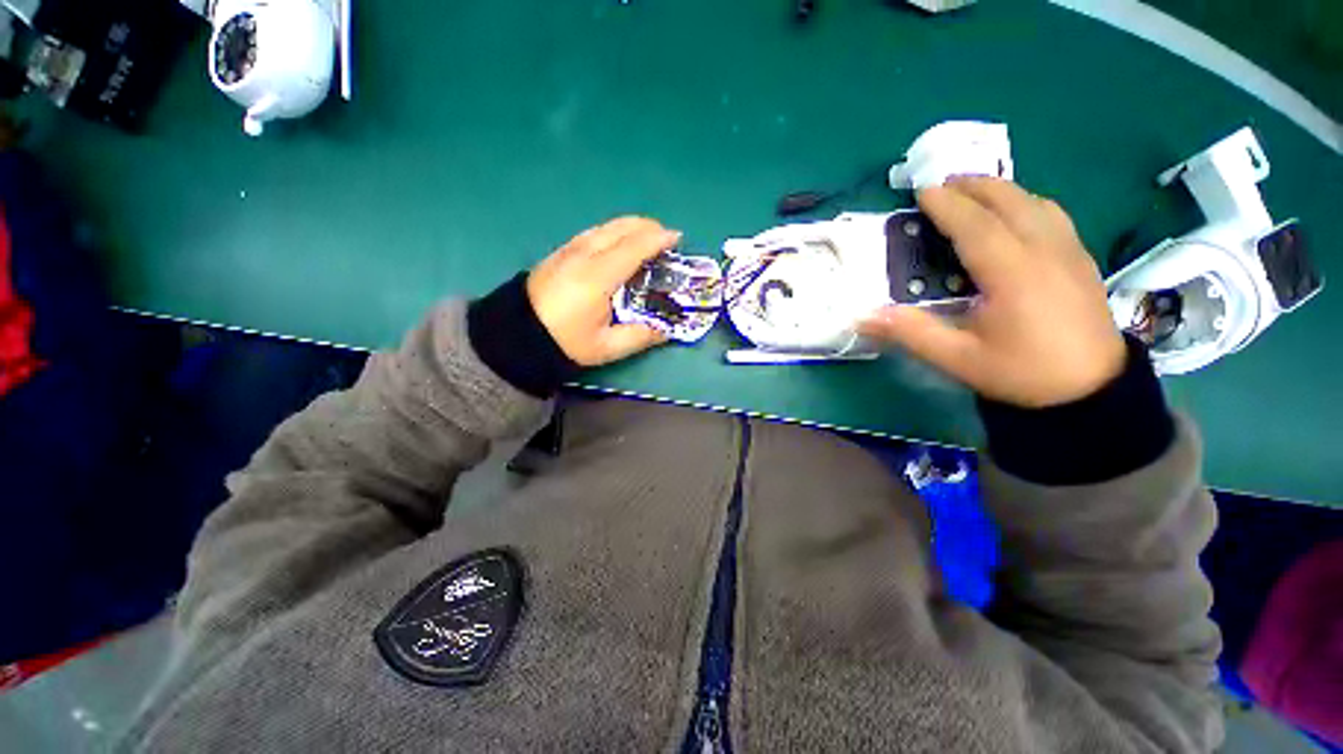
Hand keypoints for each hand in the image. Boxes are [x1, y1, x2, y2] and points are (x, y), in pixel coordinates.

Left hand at [527, 216, 679, 366]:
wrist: (516, 334)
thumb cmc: (563, 342)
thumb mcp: (606, 347)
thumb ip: (639, 337)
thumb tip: (666, 330)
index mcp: (597, 277)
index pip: (633, 248)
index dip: (657, 240)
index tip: (677, 238)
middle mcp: (584, 255)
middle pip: (620, 228)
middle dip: (647, 227)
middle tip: (666, 238)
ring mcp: (569, 250)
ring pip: (606, 226)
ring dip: (631, 226)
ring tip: (648, 237)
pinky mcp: (560, 252)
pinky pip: (594, 232)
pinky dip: (614, 231)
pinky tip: (619, 242)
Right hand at [859, 178, 1125, 407]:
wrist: (1090, 391)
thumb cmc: (1021, 373)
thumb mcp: (958, 359)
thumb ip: (911, 332)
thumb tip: (864, 316)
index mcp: (1013, 274)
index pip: (976, 226)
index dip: (948, 206)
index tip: (923, 192)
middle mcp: (1045, 252)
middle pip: (1011, 202)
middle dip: (976, 186)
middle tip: (944, 182)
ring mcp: (1070, 253)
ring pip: (1037, 203)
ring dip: (1003, 190)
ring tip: (976, 191)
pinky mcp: (1082, 260)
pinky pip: (1053, 216)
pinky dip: (1027, 203)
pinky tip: (1016, 213)